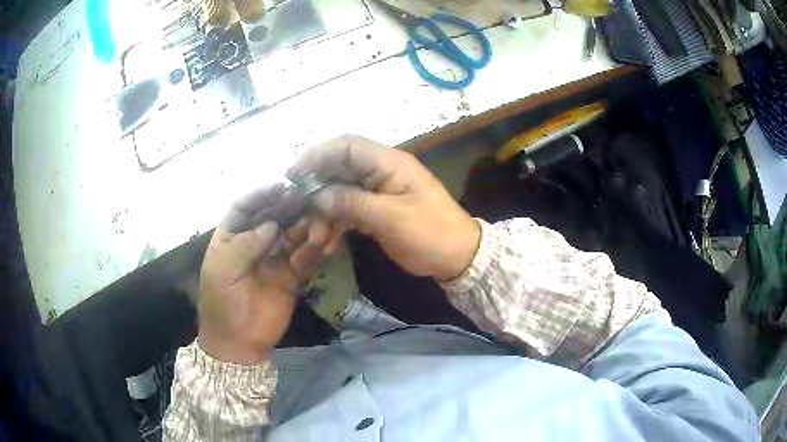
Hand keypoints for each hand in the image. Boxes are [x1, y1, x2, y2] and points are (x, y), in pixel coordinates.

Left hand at [197, 185, 339, 364]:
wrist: (237, 344)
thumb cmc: (221, 304)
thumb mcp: (223, 271)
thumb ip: (245, 246)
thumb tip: (271, 225)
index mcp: (231, 238)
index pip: (245, 208)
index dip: (260, 196)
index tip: (280, 186)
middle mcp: (254, 243)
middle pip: (273, 218)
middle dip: (290, 208)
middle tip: (310, 197)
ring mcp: (274, 260)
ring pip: (293, 236)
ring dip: (307, 227)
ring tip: (322, 221)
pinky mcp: (291, 277)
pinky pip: (305, 259)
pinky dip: (315, 250)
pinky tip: (326, 241)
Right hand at [288, 135, 480, 280]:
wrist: (457, 257)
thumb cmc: (431, 232)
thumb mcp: (392, 218)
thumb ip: (352, 203)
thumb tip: (316, 195)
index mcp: (389, 163)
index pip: (347, 146)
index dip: (318, 155)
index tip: (294, 176)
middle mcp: (380, 172)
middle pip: (338, 170)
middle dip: (317, 191)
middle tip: (300, 215)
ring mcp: (377, 192)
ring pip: (339, 193)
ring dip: (324, 214)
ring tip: (317, 239)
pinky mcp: (375, 211)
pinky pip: (348, 211)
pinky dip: (335, 225)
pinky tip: (327, 244)